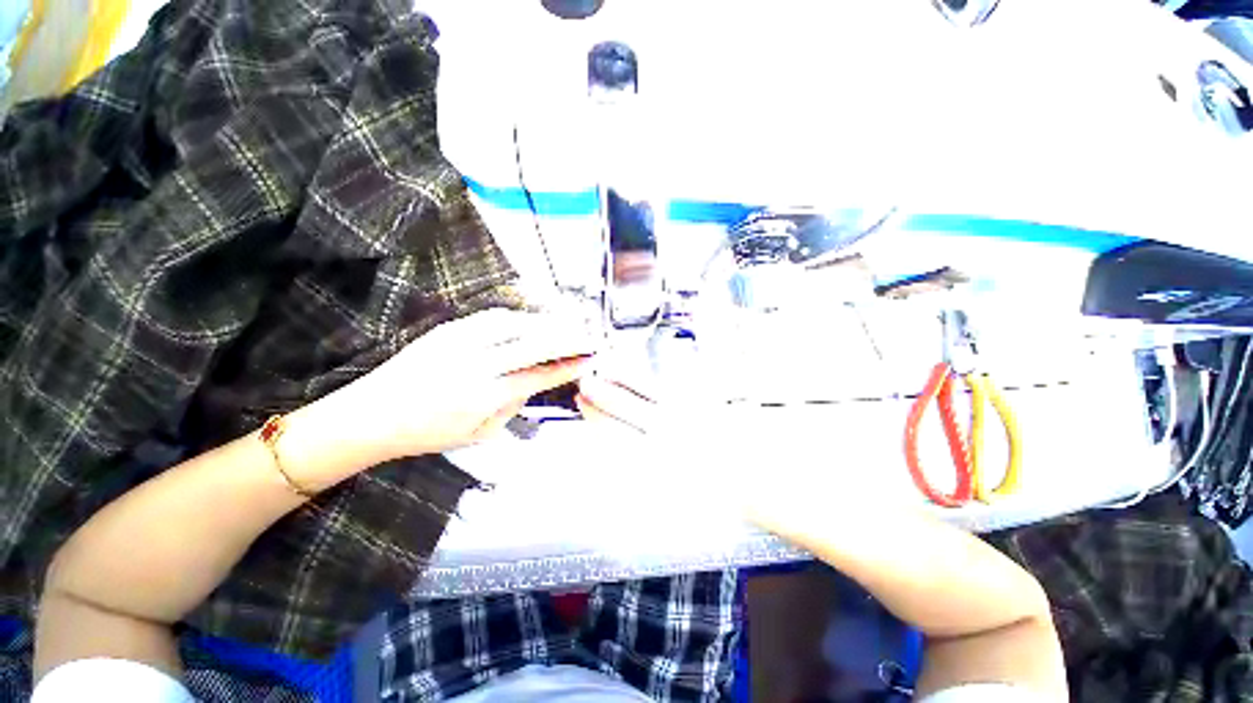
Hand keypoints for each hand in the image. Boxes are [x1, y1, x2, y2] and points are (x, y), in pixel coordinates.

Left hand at [283, 309, 599, 487]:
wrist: (371, 416)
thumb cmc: (428, 433)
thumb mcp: (480, 433)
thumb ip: (513, 404)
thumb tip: (536, 379)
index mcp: (483, 397)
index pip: (540, 376)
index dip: (568, 366)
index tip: (589, 359)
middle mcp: (475, 365)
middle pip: (534, 343)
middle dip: (567, 337)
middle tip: (587, 335)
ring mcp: (459, 342)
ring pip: (516, 324)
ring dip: (545, 323)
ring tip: (565, 324)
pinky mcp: (447, 329)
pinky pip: (493, 318)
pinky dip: (518, 318)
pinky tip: (530, 321)